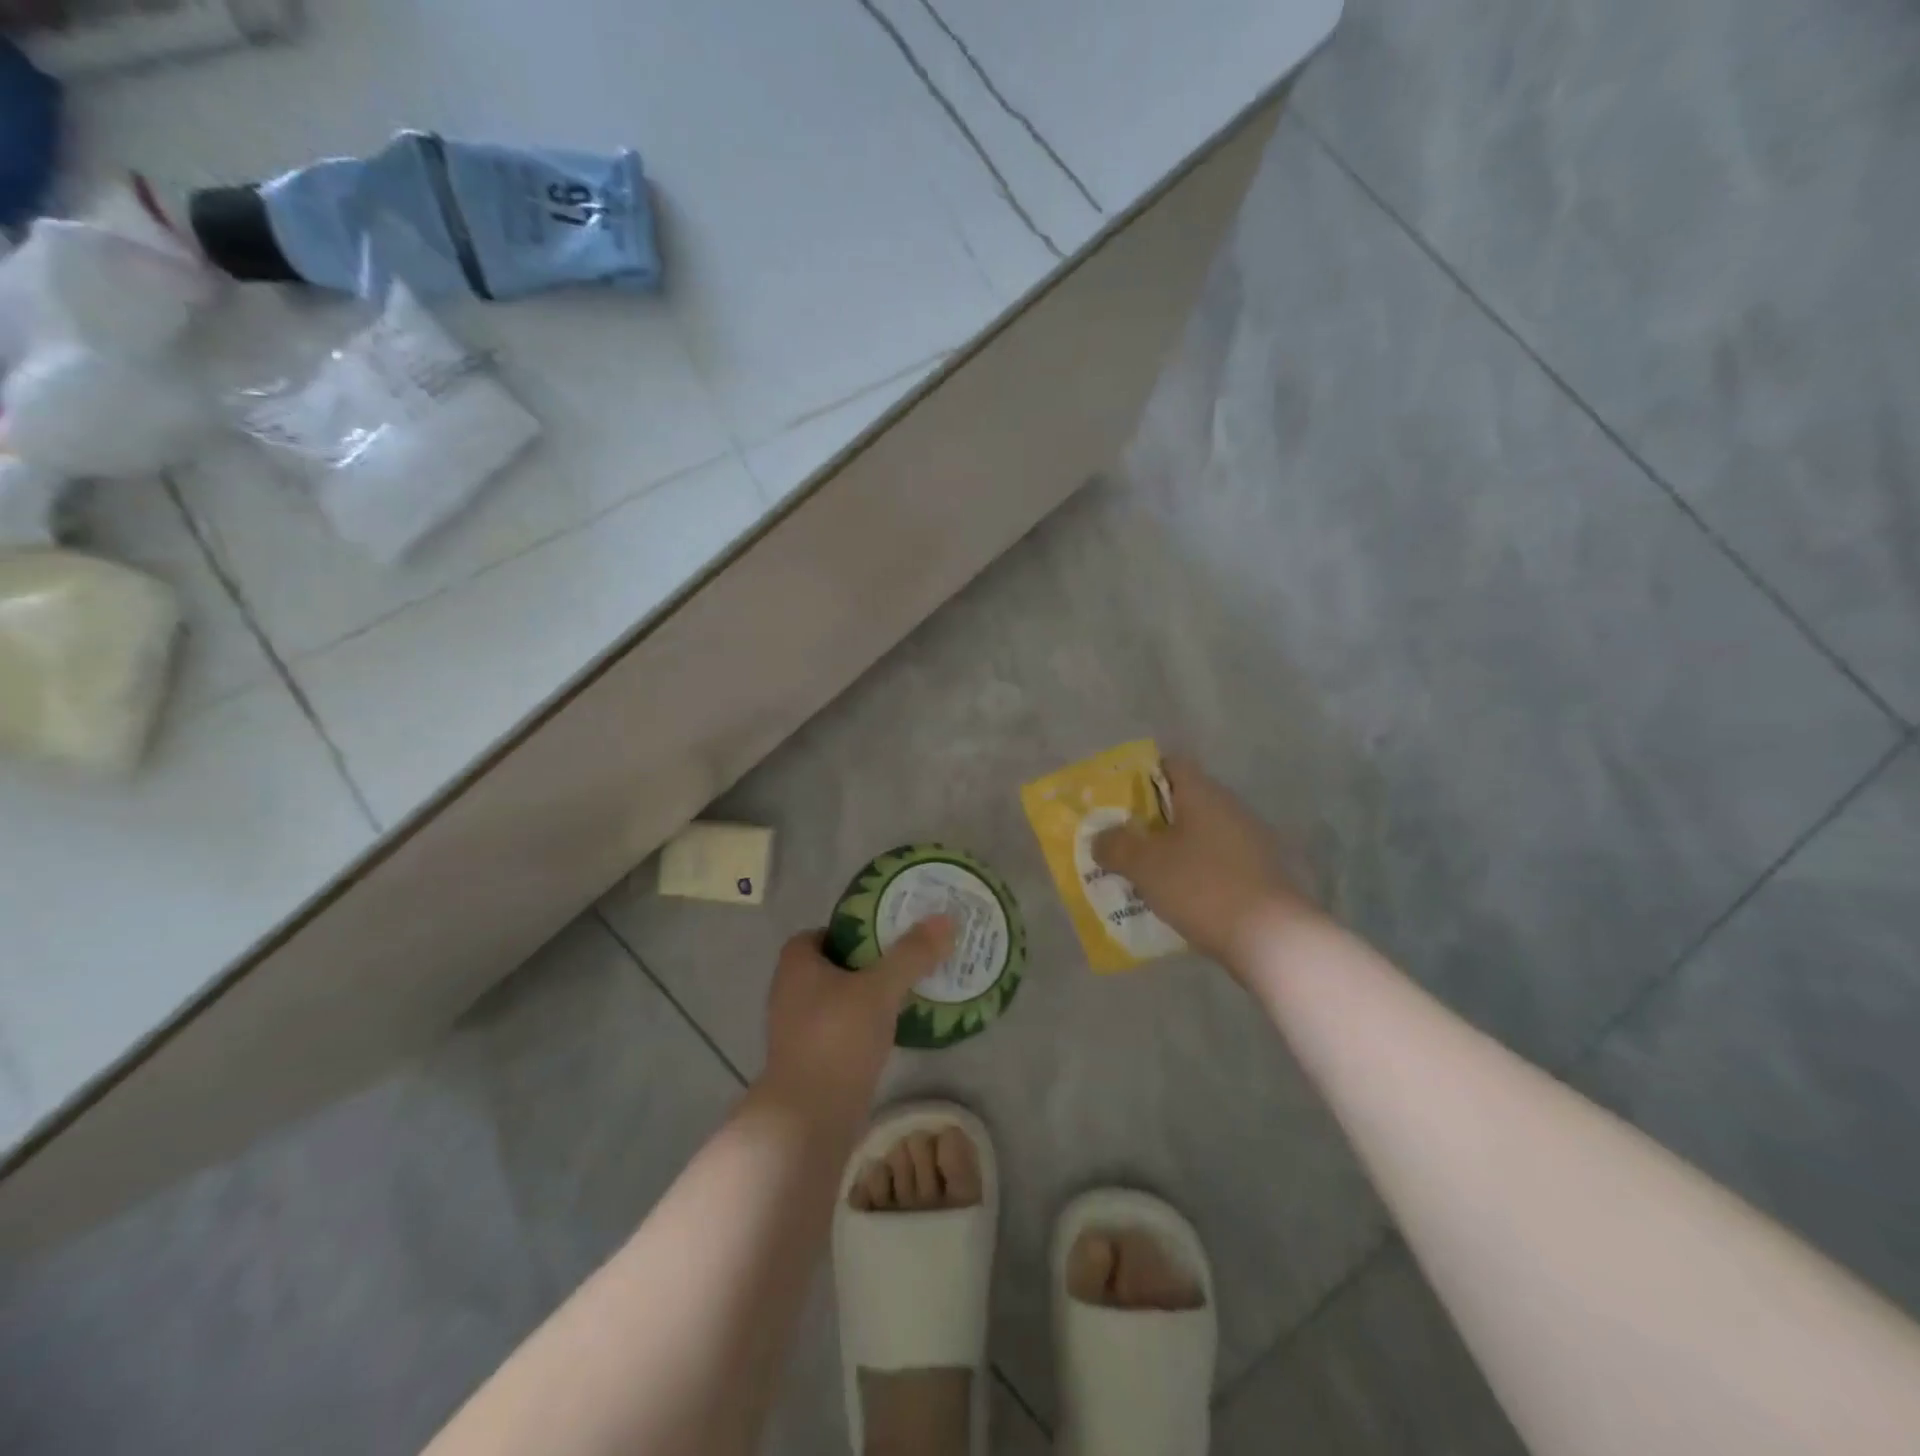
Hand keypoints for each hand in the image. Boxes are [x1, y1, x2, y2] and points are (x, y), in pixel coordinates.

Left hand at [763, 917, 953, 1109]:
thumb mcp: (881, 989)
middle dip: (866, 962)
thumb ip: (912, 954)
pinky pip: (841, 1028)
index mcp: (796, 965)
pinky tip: (893, 1029)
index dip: (852, 929)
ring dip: (866, 995)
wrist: (807, 1119)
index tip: (886, 933)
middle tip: (905, 958)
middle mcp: (790, 992)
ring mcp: (797, 1030)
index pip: (821, 933)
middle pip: (833, 965)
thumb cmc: (837, 1039)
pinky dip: (863, 1024)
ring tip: (906, 991)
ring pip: (838, 999)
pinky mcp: (810, 1060)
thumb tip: (945, 918)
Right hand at [1092, 756, 1317, 970]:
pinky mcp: (1260, 873)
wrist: (1272, 938)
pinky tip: (1176, 896)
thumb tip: (1101, 838)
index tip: (1117, 801)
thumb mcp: (1144, 865)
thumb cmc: (1201, 886)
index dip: (1140, 777)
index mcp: (1203, 793)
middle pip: (1183, 802)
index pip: (1170, 765)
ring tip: (1142, 872)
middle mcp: (1230, 808)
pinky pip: (1216, 861)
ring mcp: (1250, 841)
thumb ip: (1115, 846)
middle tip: (1122, 840)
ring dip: (1173, 849)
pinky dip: (1194, 872)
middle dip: (1151, 820)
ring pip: (1200, 834)